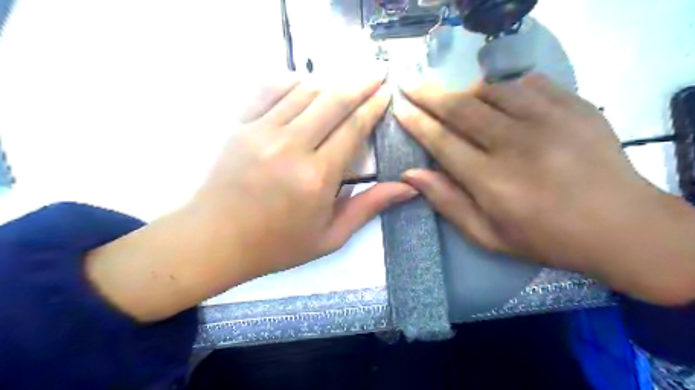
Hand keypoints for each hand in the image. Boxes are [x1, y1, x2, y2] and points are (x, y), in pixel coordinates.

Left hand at [192, 72, 414, 273]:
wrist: (214, 241)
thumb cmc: (277, 245)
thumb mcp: (330, 236)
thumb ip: (368, 207)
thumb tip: (408, 188)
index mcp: (316, 178)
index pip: (353, 129)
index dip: (373, 107)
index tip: (386, 92)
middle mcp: (291, 147)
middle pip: (333, 101)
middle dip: (361, 82)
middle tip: (379, 71)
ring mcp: (261, 132)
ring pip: (304, 91)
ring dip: (330, 81)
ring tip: (346, 81)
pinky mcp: (239, 126)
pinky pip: (268, 89)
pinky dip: (291, 80)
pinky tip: (305, 83)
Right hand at [393, 72, 693, 304]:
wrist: (622, 226)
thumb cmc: (546, 238)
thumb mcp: (488, 234)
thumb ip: (447, 202)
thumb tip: (411, 173)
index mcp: (491, 180)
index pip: (441, 141)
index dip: (417, 122)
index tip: (400, 108)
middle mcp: (515, 144)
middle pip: (461, 108)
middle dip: (430, 94)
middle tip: (411, 84)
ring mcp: (548, 120)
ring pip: (492, 90)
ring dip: (467, 93)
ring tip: (458, 100)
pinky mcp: (574, 107)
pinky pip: (529, 83)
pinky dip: (506, 87)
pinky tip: (501, 98)